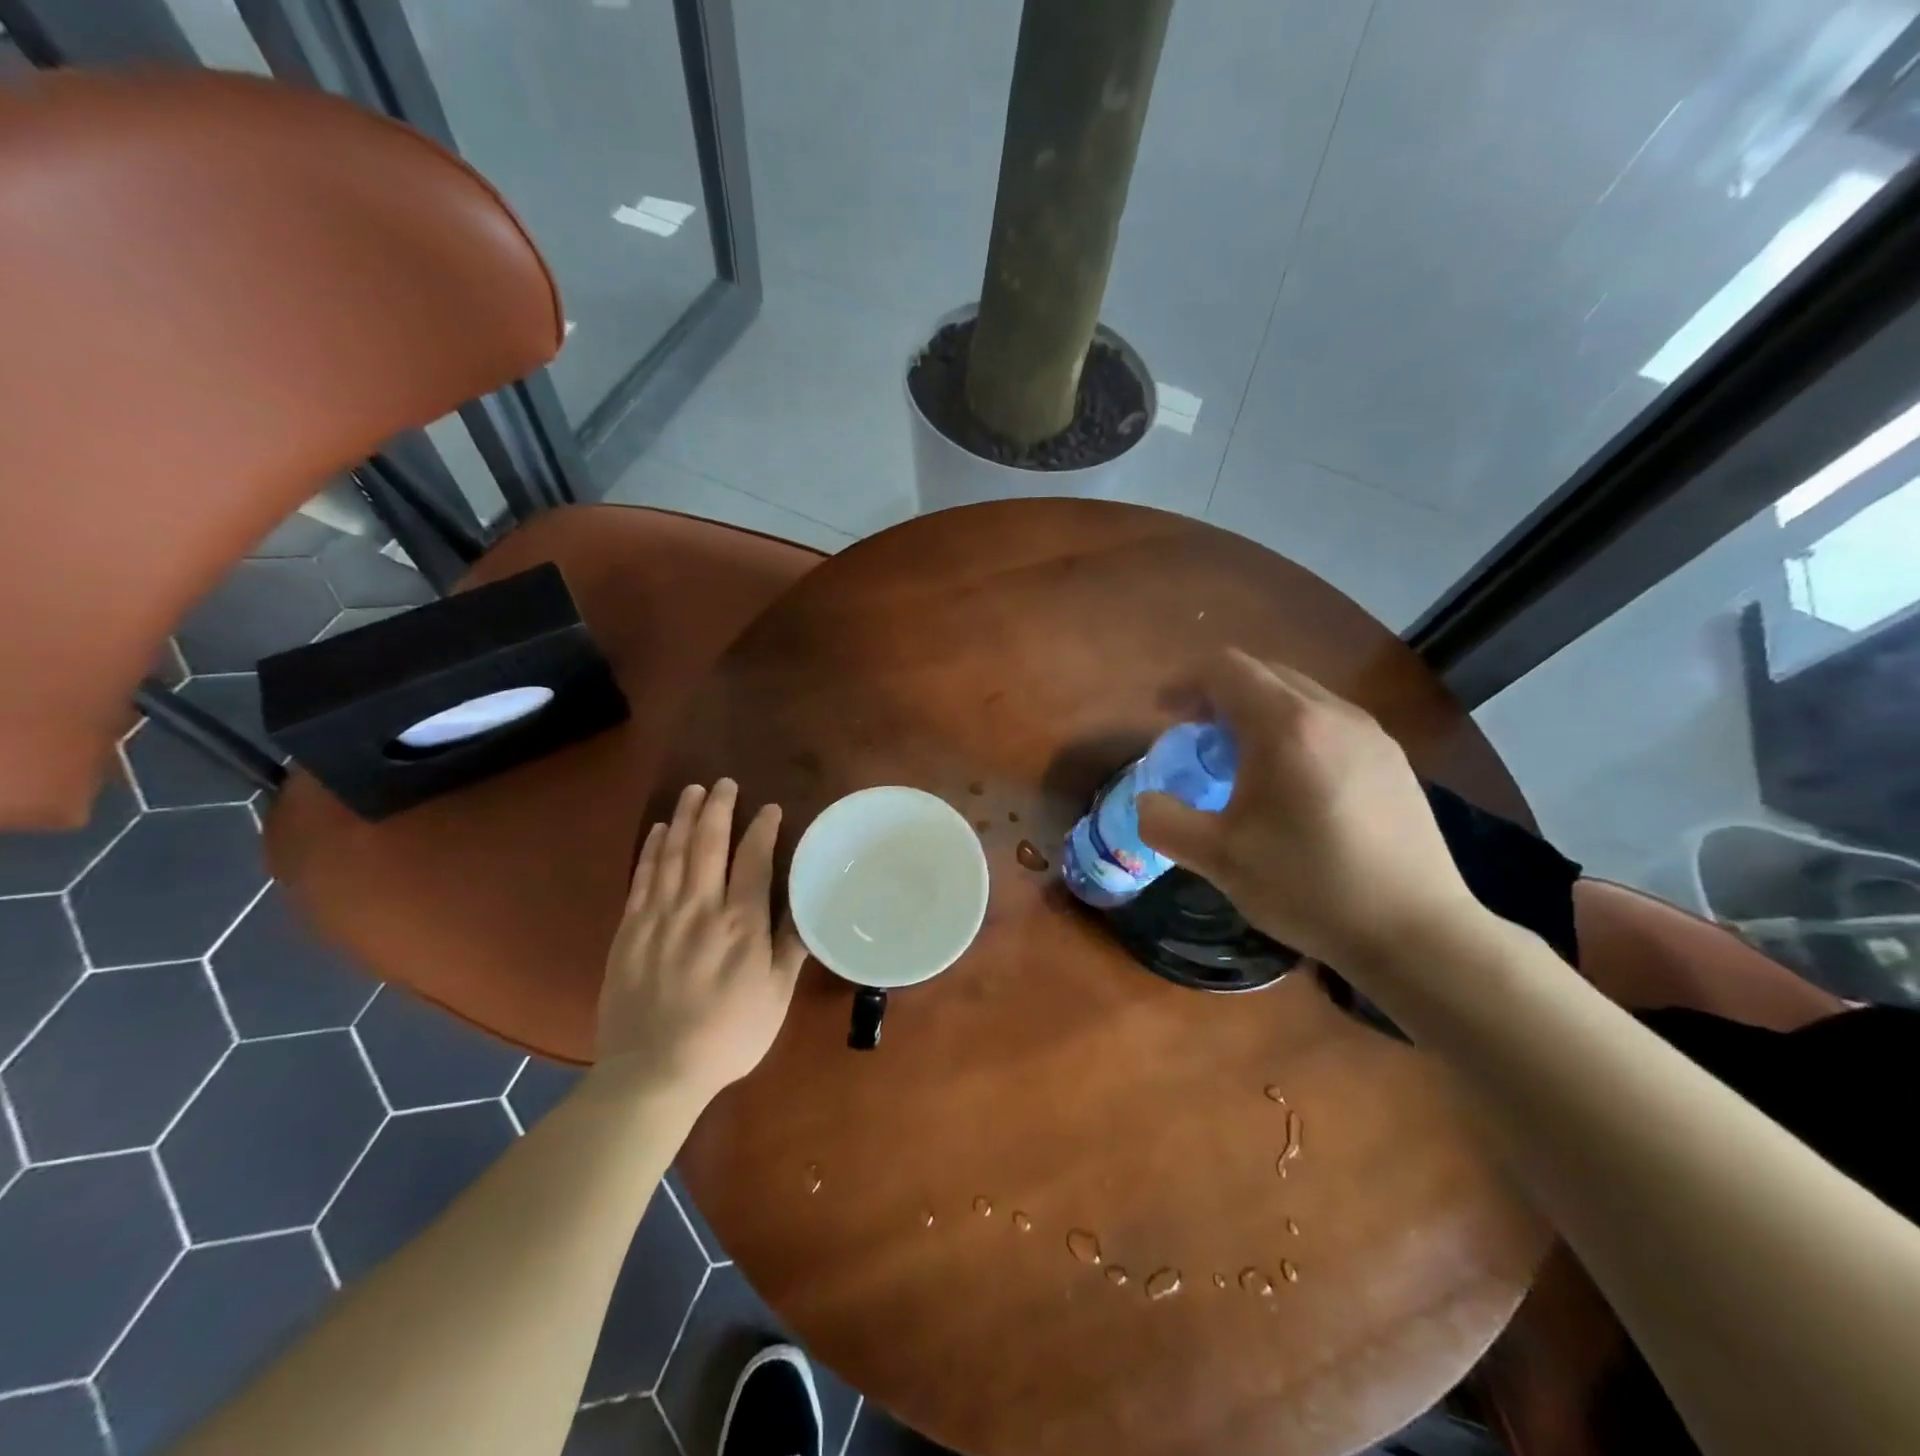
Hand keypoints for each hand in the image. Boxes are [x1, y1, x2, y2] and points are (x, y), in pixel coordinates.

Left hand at [596, 780, 807, 1102]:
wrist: (653, 1072)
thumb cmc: (727, 1036)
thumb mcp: (774, 997)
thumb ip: (790, 948)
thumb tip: (807, 907)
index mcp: (741, 925)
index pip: (754, 861)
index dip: (763, 830)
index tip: (770, 809)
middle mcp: (700, 909)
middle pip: (708, 845)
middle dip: (718, 808)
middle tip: (724, 783)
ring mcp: (660, 916)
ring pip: (673, 853)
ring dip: (684, 818)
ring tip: (693, 791)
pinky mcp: (630, 929)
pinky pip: (642, 877)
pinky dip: (651, 849)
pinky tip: (658, 830)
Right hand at [1137, 650, 1482, 970]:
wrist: (1416, 932)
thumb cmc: (1309, 887)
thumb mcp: (1218, 859)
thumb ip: (1164, 821)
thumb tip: (1147, 801)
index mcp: (1286, 726)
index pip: (1225, 669)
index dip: (1185, 683)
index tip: (1164, 716)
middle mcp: (1333, 713)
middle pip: (1263, 673)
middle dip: (1219, 695)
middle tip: (1196, 738)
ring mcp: (1371, 734)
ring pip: (1299, 696)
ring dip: (1258, 713)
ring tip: (1241, 763)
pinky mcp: (1393, 759)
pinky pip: (1329, 721)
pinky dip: (1294, 731)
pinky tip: (1293, 785)